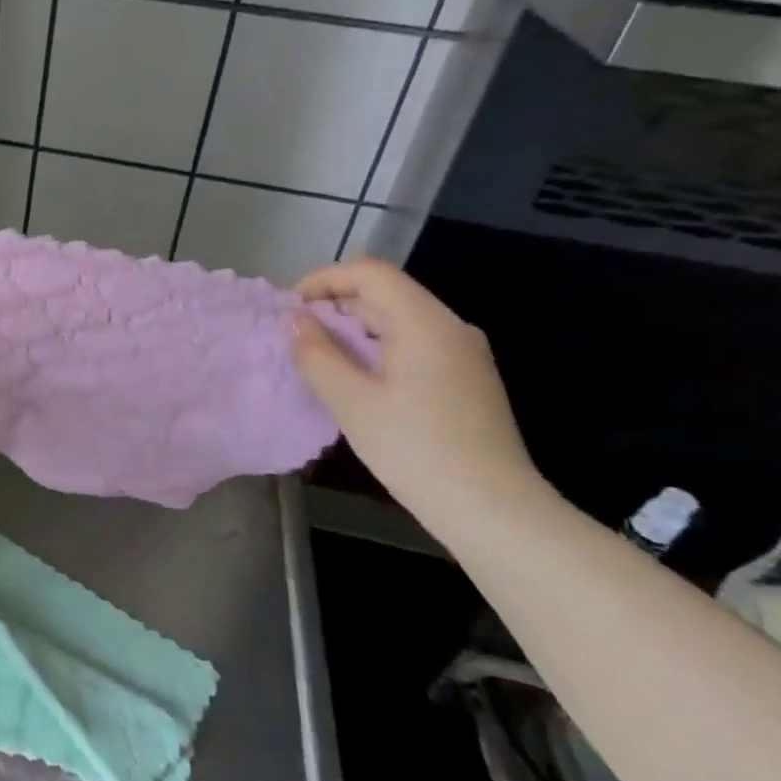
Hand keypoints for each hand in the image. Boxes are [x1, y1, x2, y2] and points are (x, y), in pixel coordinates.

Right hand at [289, 258, 549, 540]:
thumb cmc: (413, 449)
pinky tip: (358, 380)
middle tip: (296, 337)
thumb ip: (317, 354)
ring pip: (400, 320)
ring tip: (319, 359)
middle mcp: (450, 326)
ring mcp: (464, 353)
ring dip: (355, 329)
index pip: (370, 273)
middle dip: (336, 305)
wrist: (491, 507)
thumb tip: (295, 320)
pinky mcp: (467, 378)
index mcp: (424, 322)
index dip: (324, 279)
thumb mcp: (351, 401)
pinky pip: (415, 344)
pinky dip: (378, 348)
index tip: (290, 307)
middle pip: (386, 293)